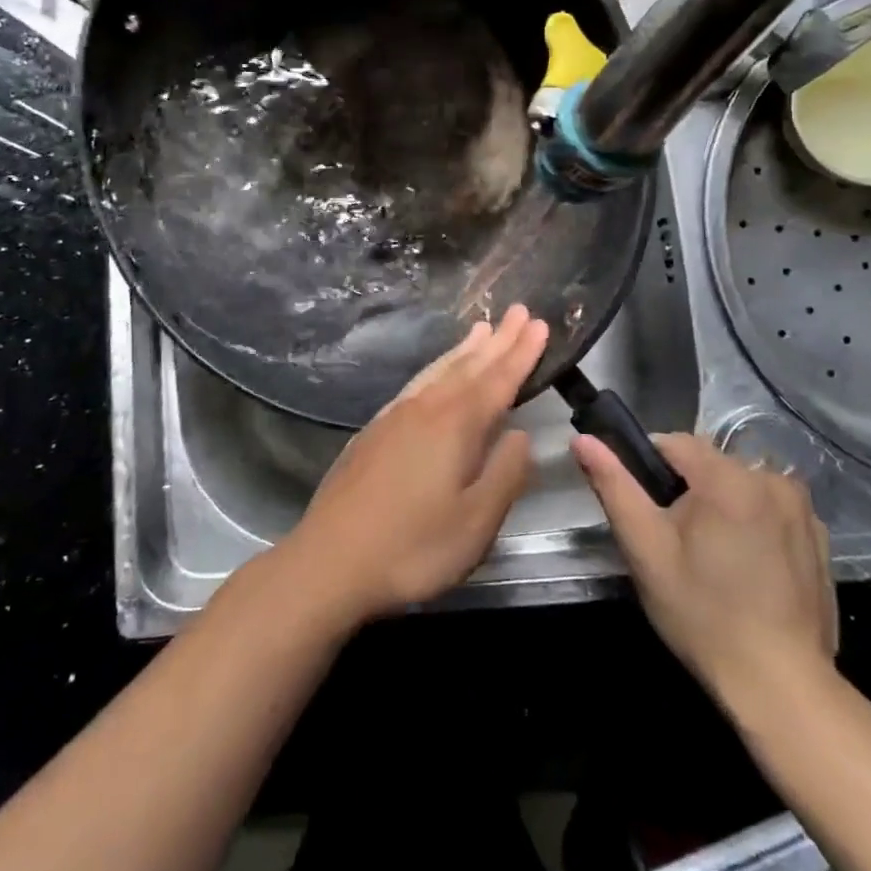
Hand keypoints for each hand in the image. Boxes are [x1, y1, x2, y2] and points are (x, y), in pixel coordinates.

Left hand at [283, 306, 547, 624]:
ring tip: (482, 329)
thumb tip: (521, 435)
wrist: (330, 559)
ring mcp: (395, 416)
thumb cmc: (412, 547)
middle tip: (518, 311)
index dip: (521, 353)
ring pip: (438, 371)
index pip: (497, 380)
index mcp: (455, 426)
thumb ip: (505, 474)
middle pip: (468, 366)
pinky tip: (436, 374)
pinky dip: (436, 368)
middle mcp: (425, 409)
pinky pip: (417, 384)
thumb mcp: (476, 522)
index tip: (539, 324)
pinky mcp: (374, 429)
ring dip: (464, 350)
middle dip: (498, 340)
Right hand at [574, 433, 837, 715]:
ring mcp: (802, 508)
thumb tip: (582, 439)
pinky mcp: (819, 536)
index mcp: (728, 476)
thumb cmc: (702, 614)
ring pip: (739, 486)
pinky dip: (753, 524)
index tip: (647, 513)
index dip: (649, 470)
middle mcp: (771, 478)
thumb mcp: (645, 548)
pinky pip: (769, 509)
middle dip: (687, 491)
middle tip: (676, 544)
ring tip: (713, 559)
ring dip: (721, 505)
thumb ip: (613, 485)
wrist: (780, 686)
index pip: (673, 443)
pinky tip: (747, 569)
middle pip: (709, 464)